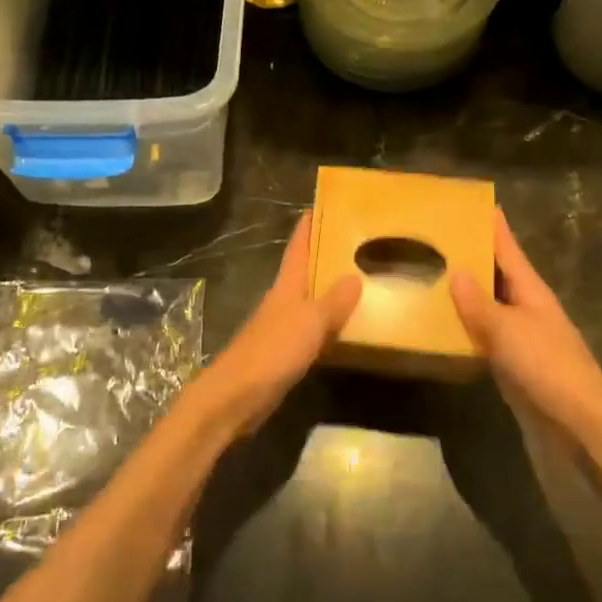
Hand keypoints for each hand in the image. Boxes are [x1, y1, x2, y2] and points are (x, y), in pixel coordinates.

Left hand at [190, 213, 360, 439]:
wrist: (237, 396)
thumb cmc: (272, 351)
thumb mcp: (309, 322)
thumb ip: (333, 301)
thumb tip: (355, 276)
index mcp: (286, 286)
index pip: (298, 247)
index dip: (309, 226)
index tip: (323, 205)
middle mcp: (283, 301)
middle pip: (306, 271)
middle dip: (327, 256)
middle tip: (358, 243)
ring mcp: (283, 328)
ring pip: (311, 301)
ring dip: (331, 291)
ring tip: (363, 282)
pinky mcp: (285, 353)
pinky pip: (314, 330)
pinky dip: (330, 324)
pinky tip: (348, 329)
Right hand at [451, 210, 601, 438]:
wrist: (577, 421)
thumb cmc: (545, 365)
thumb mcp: (506, 329)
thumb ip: (478, 302)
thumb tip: (456, 271)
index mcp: (531, 290)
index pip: (509, 249)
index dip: (494, 227)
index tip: (477, 203)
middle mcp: (527, 307)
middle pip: (499, 274)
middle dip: (474, 256)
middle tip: (440, 238)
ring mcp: (522, 336)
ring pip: (490, 305)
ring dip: (467, 292)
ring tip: (434, 274)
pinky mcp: (514, 363)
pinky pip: (486, 335)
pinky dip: (467, 326)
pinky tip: (445, 324)